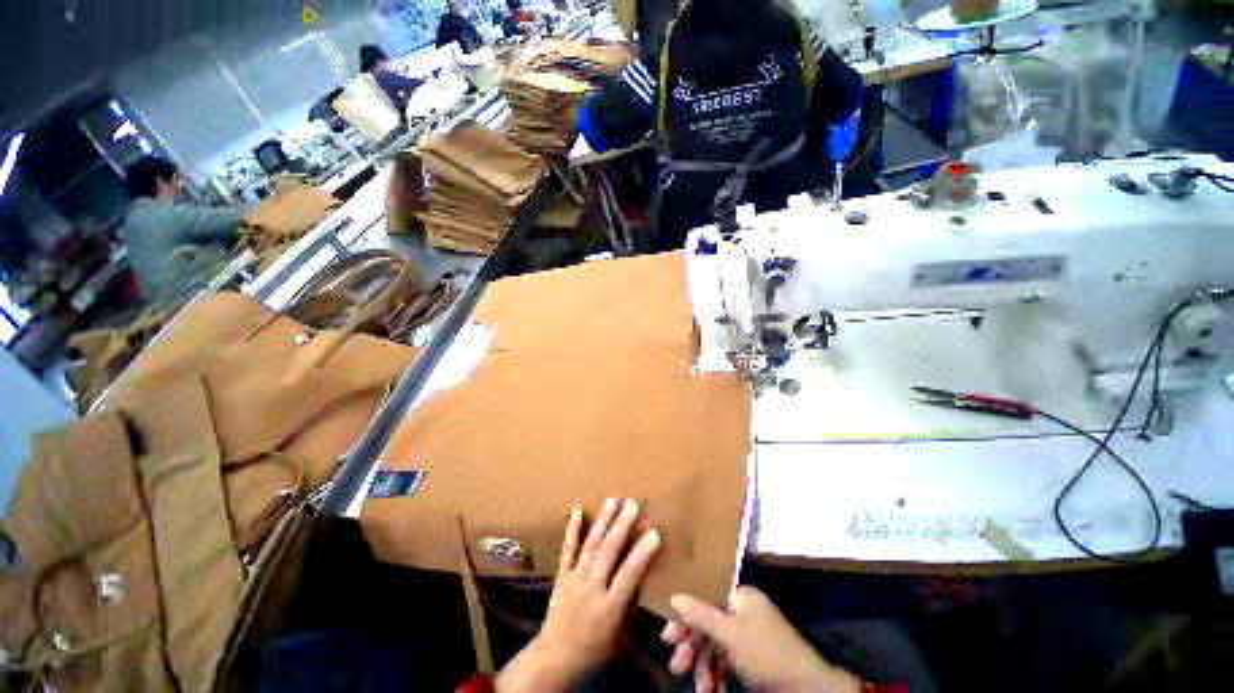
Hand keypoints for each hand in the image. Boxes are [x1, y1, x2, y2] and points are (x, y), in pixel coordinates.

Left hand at [496, 498, 660, 691]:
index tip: (654, 533)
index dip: (642, 553)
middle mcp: (591, 589)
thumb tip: (646, 588)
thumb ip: (632, 610)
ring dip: (602, 523)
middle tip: (633, 505)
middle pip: (608, 554)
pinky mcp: (562, 580)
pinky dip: (572, 532)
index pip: (629, 575)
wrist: (556, 654)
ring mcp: (574, 582)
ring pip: (590, 548)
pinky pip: (567, 552)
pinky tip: (577, 513)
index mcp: (610, 606)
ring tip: (612, 501)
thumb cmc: (594, 651)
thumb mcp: (622, 636)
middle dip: (621, 527)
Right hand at [662, 586, 861, 692]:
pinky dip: (716, 677)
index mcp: (743, 601)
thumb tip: (676, 595)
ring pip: (713, 651)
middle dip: (692, 653)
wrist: (799, 683)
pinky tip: (713, 691)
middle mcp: (745, 616)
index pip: (704, 602)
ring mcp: (748, 639)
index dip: (684, 620)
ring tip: (702, 690)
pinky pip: (724, 664)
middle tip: (677, 669)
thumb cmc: (763, 652)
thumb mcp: (729, 634)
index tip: (667, 639)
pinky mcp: (750, 660)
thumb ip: (700, 615)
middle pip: (706, 629)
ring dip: (704, 671)